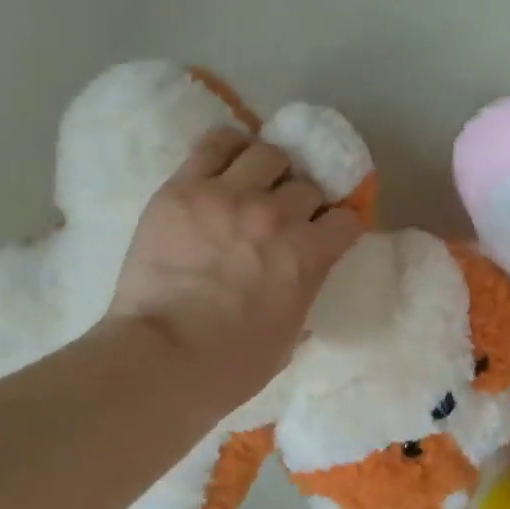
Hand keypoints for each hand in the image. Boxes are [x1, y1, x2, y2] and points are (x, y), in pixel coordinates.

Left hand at [107, 129, 363, 408]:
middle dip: (303, 201)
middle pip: (308, 185)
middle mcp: (277, 215)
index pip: (347, 219)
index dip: (340, 226)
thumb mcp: (290, 336)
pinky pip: (216, 143)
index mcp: (309, 255)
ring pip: (269, 153)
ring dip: (271, 169)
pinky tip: (228, 159)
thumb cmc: (233, 365)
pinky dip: (230, 146)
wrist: (162, 359)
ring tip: (256, 183)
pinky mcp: (184, 188)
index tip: (329, 234)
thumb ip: (303, 295)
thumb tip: (301, 279)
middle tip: (286, 215)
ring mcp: (229, 195)